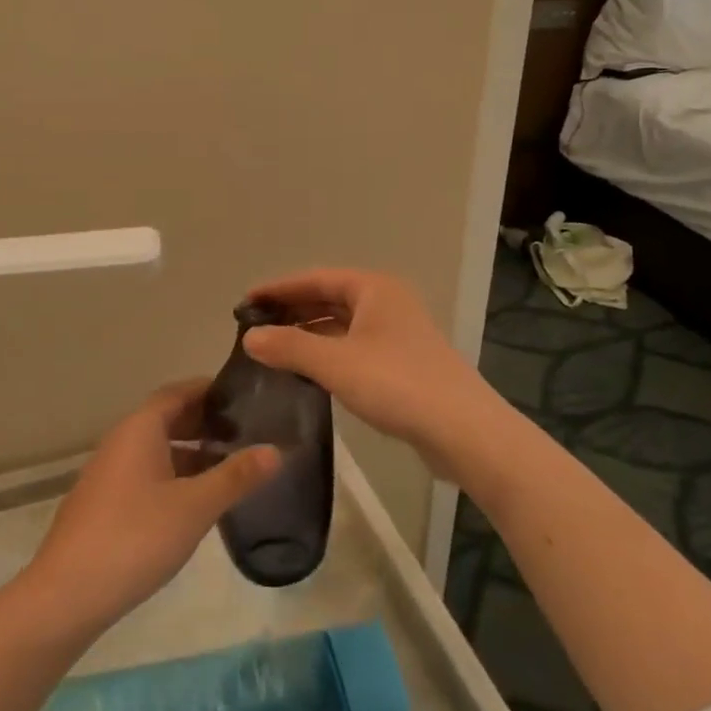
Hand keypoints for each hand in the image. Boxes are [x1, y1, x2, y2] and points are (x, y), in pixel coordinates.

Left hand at [25, 380, 281, 635]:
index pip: (178, 392)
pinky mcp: (102, 502)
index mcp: (140, 427)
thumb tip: (276, 449)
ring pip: (155, 447)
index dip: (209, 390)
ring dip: (189, 451)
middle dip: (203, 421)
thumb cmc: (136, 537)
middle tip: (243, 431)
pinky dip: (171, 473)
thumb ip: (236, 476)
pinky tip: (192, 501)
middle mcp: (121, 440)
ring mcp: (108, 472)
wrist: (66, 594)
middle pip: (166, 417)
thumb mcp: (195, 506)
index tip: (242, 396)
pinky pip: (144, 471)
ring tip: (226, 466)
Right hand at [242, 269, 504, 476]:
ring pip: (342, 325)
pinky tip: (307, 373)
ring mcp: (397, 333)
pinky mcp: (402, 363)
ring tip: (273, 351)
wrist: (465, 432)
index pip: (315, 278)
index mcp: (373, 288)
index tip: (245, 302)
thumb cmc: (397, 384)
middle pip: (329, 299)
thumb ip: (290, 347)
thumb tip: (250, 337)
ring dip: (309, 335)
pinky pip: (354, 348)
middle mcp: (386, 302)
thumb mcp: (335, 363)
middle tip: (254, 328)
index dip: (278, 289)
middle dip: (292, 311)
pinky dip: (328, 354)